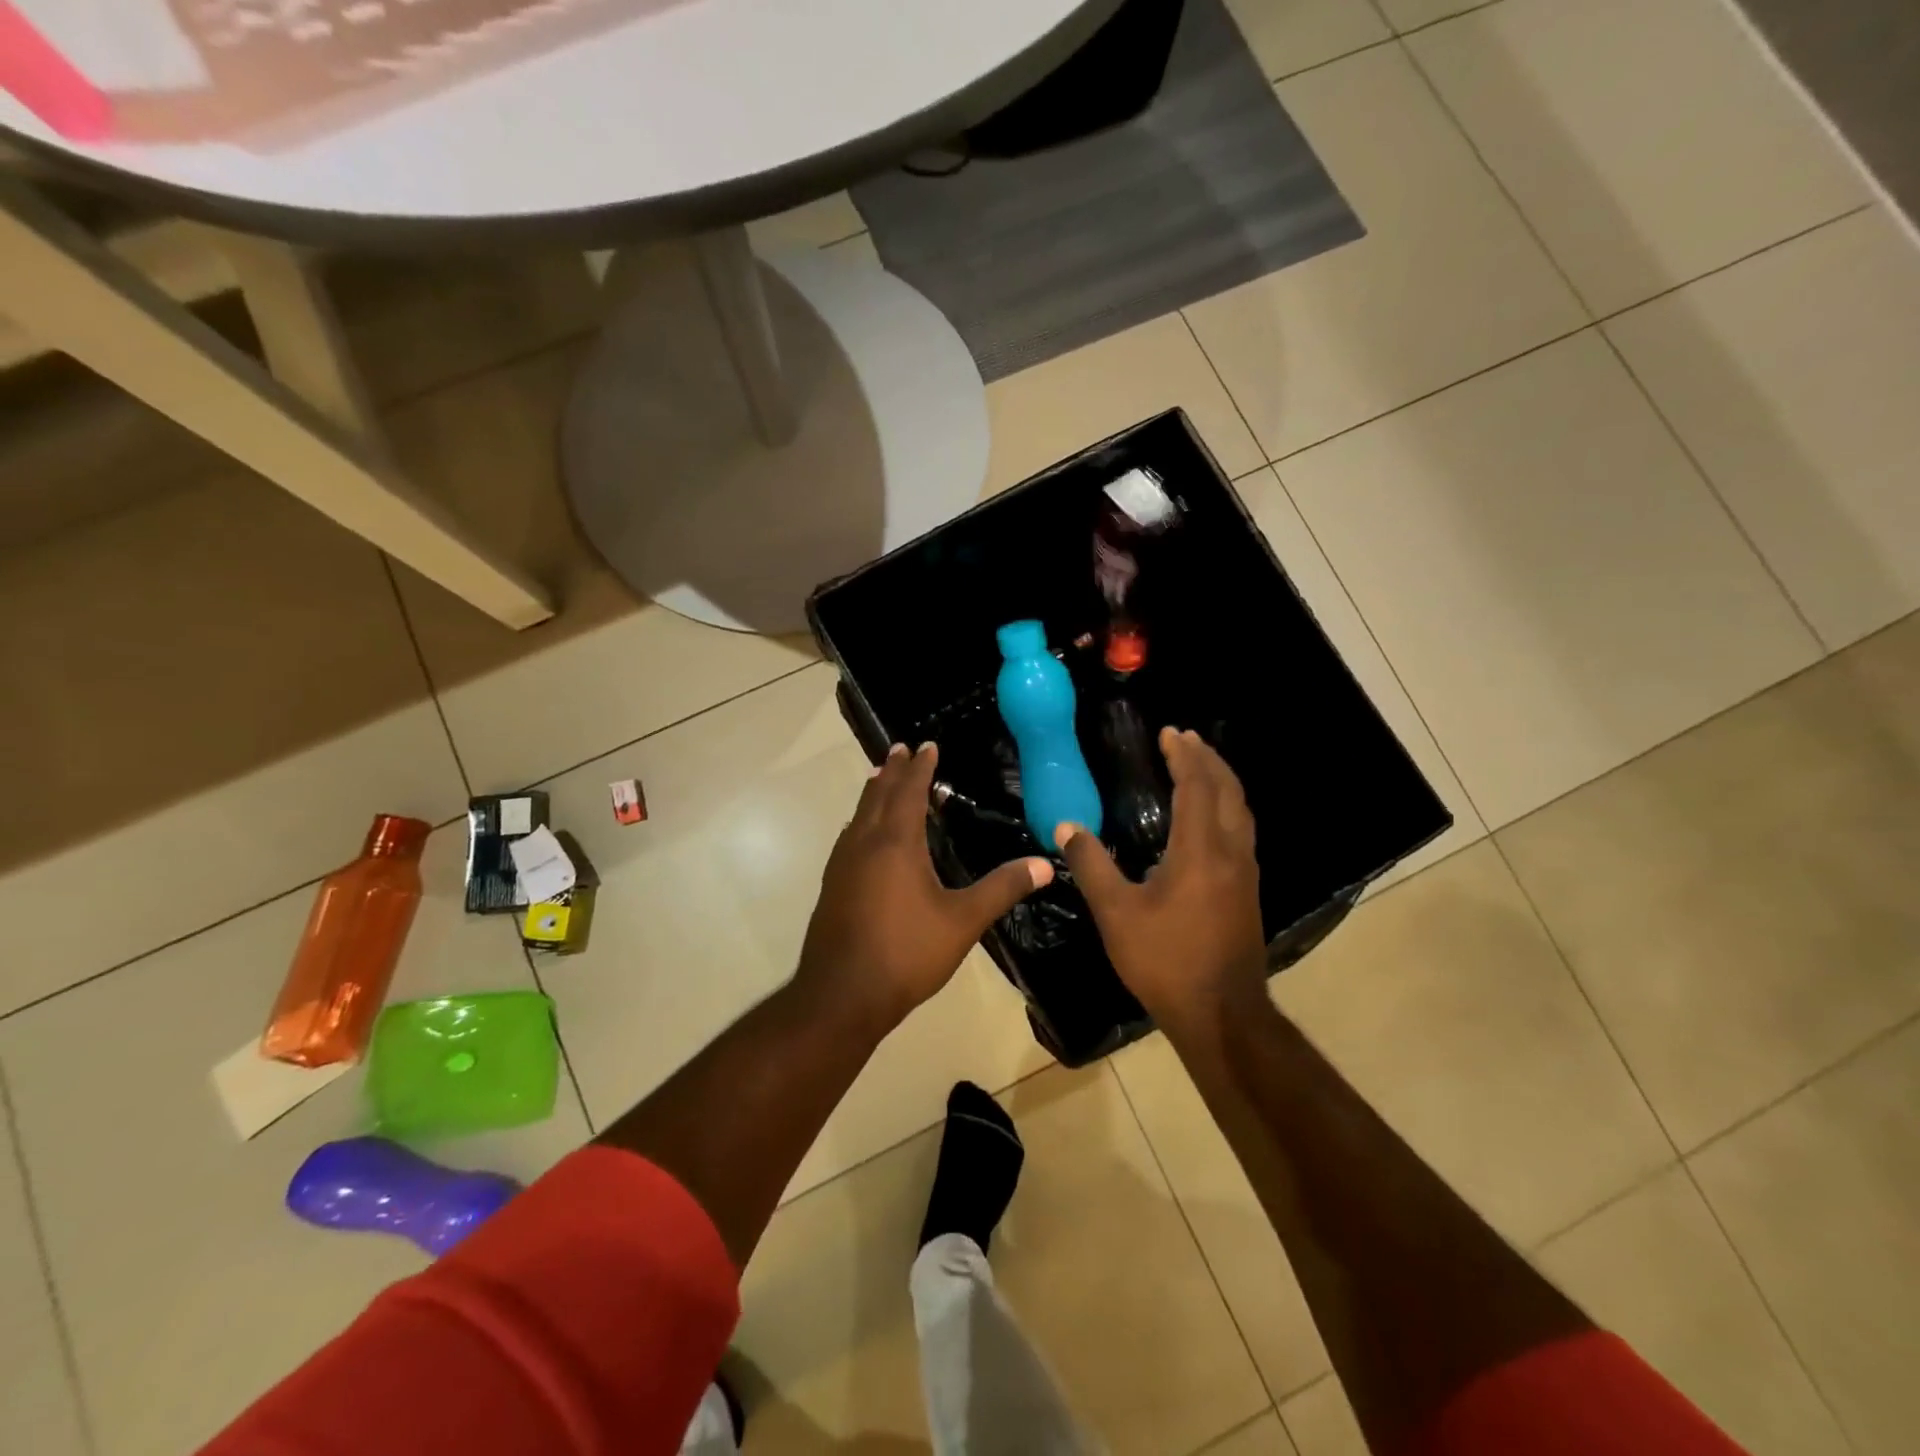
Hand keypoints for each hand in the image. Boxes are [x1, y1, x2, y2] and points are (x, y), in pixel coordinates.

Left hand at [799, 743, 1052, 1033]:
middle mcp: (864, 844)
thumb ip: (1002, 888)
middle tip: (901, 749)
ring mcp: (842, 866)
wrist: (842, 996)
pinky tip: (864, 836)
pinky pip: (849, 838)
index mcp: (896, 844)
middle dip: (892, 771)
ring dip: (873, 794)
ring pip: (859, 816)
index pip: (909, 792)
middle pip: (877, 795)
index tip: (927, 745)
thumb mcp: (963, 921)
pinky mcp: (832, 887)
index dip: (920, 767)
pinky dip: (861, 821)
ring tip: (881, 780)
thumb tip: (1046, 863)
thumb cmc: (906, 953)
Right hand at [1055, 728, 1266, 1032]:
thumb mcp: (1116, 913)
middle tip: (1185, 739)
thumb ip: (1091, 865)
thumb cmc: (1165, 961)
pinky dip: (1225, 806)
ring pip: (1240, 811)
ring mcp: (1245, 873)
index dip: (1183, 756)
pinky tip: (1209, 818)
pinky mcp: (1247, 891)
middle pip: (1227, 790)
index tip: (1169, 732)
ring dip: (1221, 781)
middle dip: (1208, 759)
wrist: (1221, 1014)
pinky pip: (1240, 830)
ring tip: (1199, 766)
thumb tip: (1066, 826)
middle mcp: (1231, 853)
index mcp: (1200, 851)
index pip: (1197, 786)